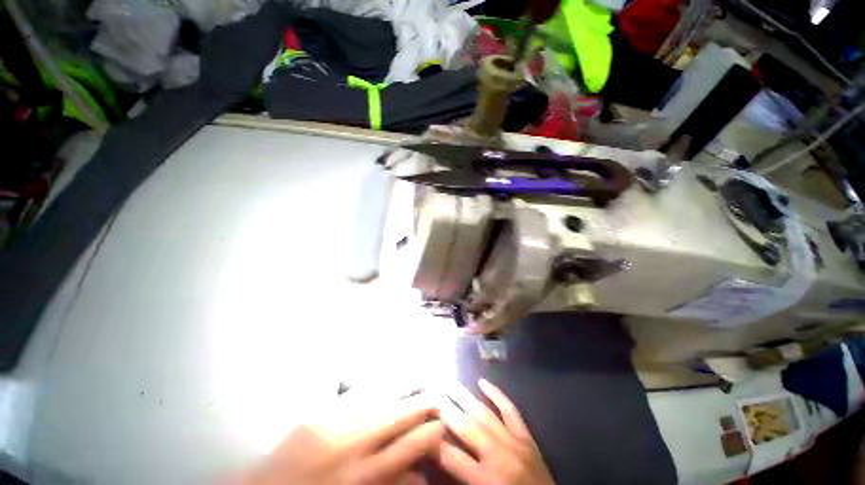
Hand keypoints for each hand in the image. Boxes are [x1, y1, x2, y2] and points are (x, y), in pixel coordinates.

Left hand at [242, 392, 442, 484]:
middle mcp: (352, 446)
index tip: (442, 423)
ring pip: (377, 399)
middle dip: (420, 405)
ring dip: (401, 388)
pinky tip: (384, 379)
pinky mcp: (316, 415)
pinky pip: (352, 396)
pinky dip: (373, 386)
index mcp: (363, 477)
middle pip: (397, 418)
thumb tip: (421, 475)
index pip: (409, 447)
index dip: (430, 432)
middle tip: (437, 396)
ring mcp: (332, 425)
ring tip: (418, 378)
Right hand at [438, 379, 553, 484]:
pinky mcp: (527, 437)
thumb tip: (440, 450)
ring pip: (484, 413)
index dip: (433, 440)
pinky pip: (510, 410)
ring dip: (464, 396)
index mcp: (486, 480)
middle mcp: (499, 456)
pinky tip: (483, 381)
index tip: (421, 424)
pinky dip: (496, 394)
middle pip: (466, 426)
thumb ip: (461, 475)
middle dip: (446, 408)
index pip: (451, 455)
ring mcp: (515, 442)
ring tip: (449, 382)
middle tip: (431, 392)